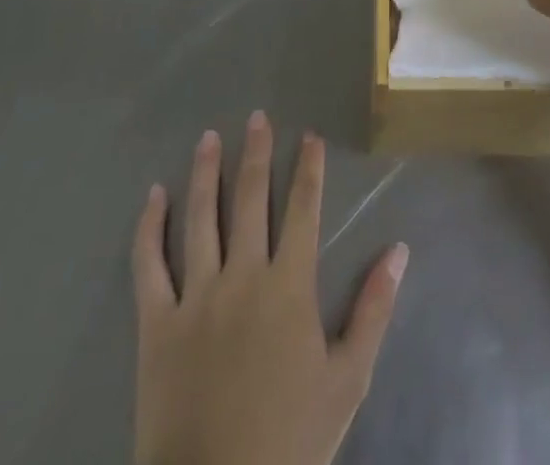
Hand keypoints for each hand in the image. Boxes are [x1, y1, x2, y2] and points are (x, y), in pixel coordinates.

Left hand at [133, 114, 409, 464]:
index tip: (310, 136)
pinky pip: (149, 265)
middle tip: (257, 117)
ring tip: (209, 137)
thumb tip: (399, 250)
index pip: (303, 209)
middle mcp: (243, 275)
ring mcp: (196, 296)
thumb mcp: (347, 380)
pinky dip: (150, 227)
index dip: (309, 169)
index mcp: (289, 286)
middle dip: (257, 154)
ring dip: (207, 173)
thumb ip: (373, 310)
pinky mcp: (156, 324)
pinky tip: (154, 196)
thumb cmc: (288, 441)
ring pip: (202, 218)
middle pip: (252, 199)